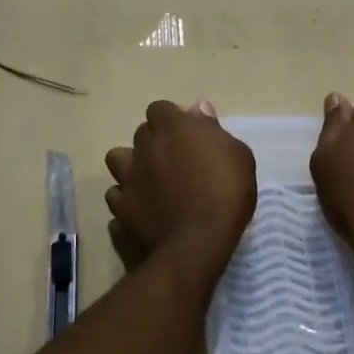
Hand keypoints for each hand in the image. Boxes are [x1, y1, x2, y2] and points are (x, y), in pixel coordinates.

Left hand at [105, 101, 256, 281]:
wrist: (197, 243)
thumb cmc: (226, 193)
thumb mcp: (238, 156)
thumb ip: (213, 129)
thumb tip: (198, 109)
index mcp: (171, 127)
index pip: (161, 109)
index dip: (173, 121)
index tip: (189, 138)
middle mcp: (143, 146)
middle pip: (142, 134)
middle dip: (155, 142)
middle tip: (176, 162)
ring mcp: (126, 177)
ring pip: (118, 160)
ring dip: (132, 166)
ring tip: (150, 182)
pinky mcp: (119, 207)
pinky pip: (116, 195)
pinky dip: (126, 199)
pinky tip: (140, 209)